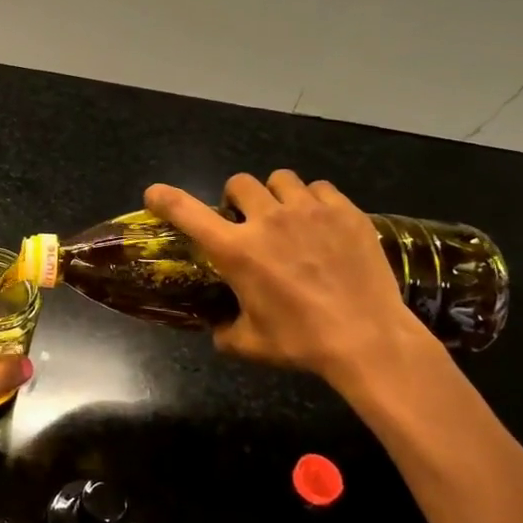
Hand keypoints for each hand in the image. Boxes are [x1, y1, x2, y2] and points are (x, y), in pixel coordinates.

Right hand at [145, 172, 431, 393]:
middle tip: (246, 219)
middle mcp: (267, 221)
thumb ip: (225, 330)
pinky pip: (320, 188)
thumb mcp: (251, 344)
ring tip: (287, 215)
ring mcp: (308, 211)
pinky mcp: (344, 211)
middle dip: (236, 197)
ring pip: (280, 178)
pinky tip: (321, 222)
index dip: (165, 198)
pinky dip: (314, 200)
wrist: (368, 339)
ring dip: (275, 194)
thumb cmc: (302, 342)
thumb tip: (217, 328)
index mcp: (236, 251)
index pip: (187, 212)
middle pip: (239, 182)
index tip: (154, 194)